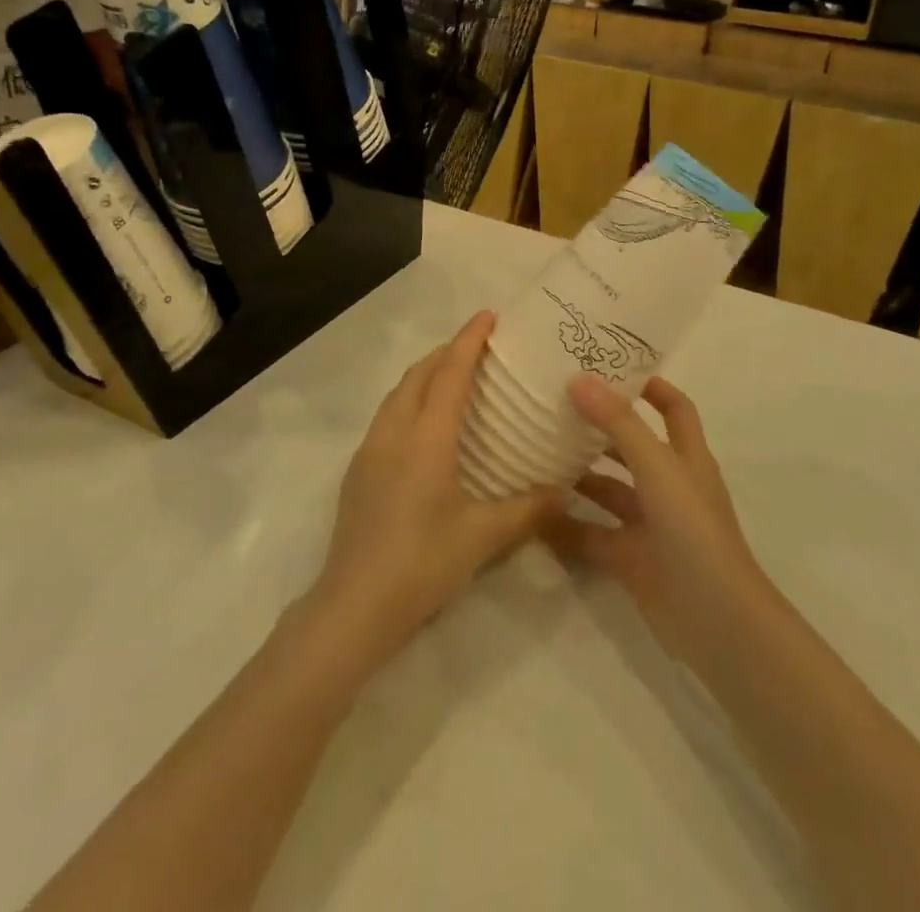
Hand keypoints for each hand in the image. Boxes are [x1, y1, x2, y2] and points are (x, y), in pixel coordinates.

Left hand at [304, 311, 557, 663]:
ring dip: (425, 375)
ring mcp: (370, 449)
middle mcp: (394, 432)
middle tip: (479, 346)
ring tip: (454, 377)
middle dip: (447, 351)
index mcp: (426, 438)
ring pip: (398, 393)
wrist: (354, 604)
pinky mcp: (358, 469)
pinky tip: (425, 426)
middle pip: (419, 374)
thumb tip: (565, 489)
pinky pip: (387, 416)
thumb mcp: (483, 537)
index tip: (488, 315)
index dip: (469, 340)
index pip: (450, 373)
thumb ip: (528, 509)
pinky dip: (410, 401)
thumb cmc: (422, 563)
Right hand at [545, 376, 773, 670]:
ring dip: (578, 474)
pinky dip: (566, 525)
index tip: (610, 367)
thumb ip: (619, 424)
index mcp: (686, 458)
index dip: (650, 386)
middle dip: (598, 427)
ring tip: (535, 451)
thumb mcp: (658, 468)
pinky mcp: (631, 559)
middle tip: (554, 405)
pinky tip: (533, 511)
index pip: (673, 408)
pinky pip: (592, 534)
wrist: (717, 623)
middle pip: (632, 446)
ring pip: (608, 490)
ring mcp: (649, 525)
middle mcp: (668, 486)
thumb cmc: (694, 531)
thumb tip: (579, 378)